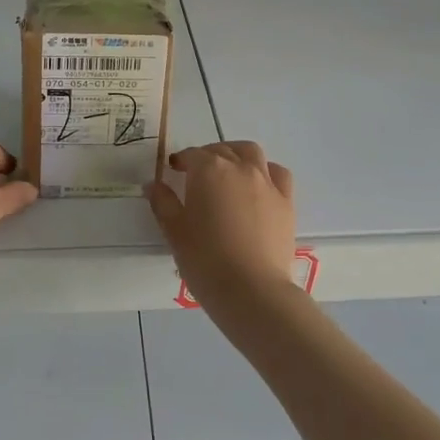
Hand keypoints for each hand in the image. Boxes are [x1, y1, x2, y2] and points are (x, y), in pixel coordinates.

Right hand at [145, 142, 296, 307]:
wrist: (252, 290)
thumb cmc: (205, 259)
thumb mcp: (174, 231)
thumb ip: (163, 203)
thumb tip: (153, 185)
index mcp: (209, 169)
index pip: (192, 154)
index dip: (181, 160)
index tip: (174, 170)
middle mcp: (239, 167)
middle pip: (222, 150)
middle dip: (208, 156)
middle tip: (198, 175)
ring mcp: (266, 182)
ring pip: (251, 153)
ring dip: (237, 155)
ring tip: (229, 171)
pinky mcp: (286, 201)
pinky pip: (277, 174)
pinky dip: (266, 171)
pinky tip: (259, 186)